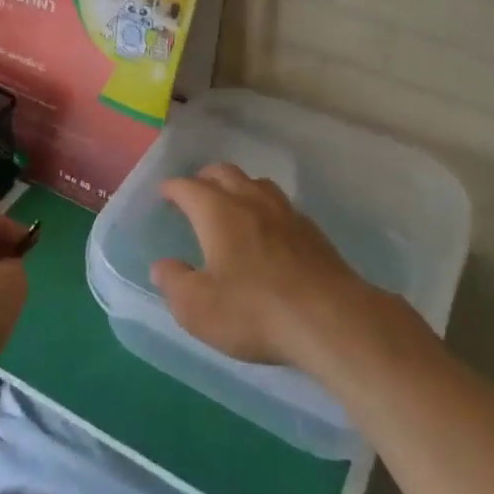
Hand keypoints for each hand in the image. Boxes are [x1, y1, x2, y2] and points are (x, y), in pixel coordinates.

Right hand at [151, 163, 367, 368]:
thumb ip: (174, 282)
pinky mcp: (313, 232)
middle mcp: (251, 202)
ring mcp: (286, 213)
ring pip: (257, 183)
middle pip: (225, 173)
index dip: (173, 188)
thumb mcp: (198, 307)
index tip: (165, 192)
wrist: (331, 320)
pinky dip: (266, 207)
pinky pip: (282, 205)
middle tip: (195, 190)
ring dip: (239, 186)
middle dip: (205, 178)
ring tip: (232, 201)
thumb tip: (162, 266)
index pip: (188, 187)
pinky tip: (269, 228)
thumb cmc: (254, 311)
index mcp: (218, 213)